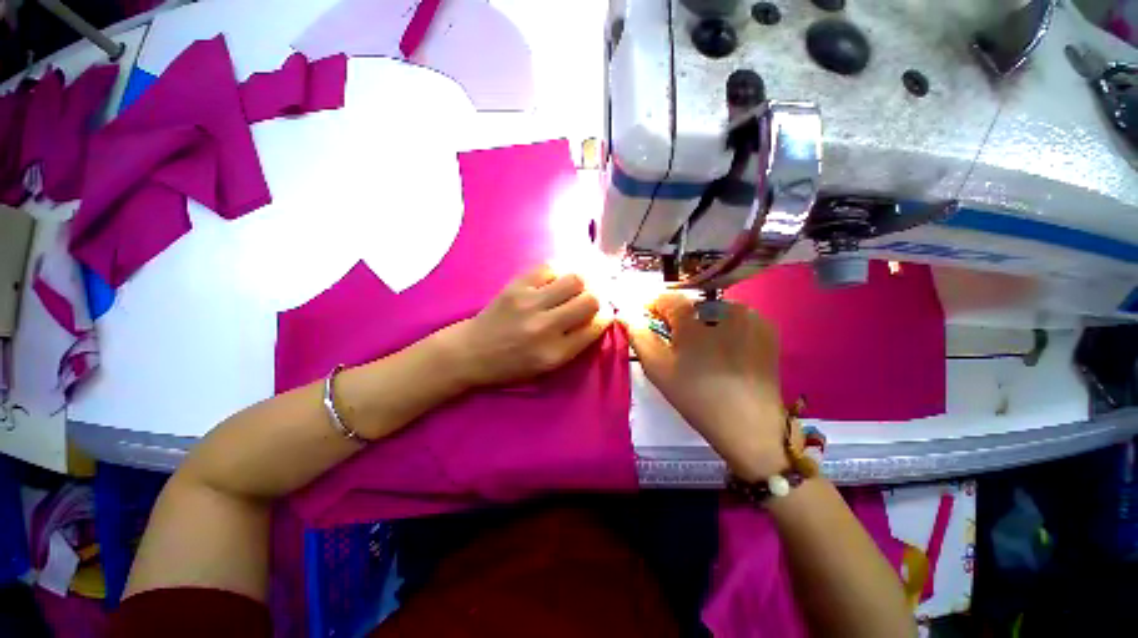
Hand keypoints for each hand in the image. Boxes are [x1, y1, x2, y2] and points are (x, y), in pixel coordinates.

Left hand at [436, 265, 612, 387]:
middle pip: (590, 300)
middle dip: (597, 298)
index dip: (606, 317)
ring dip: (580, 283)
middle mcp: (545, 327)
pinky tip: (553, 281)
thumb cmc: (512, 364)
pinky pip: (549, 268)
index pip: (595, 327)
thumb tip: (598, 315)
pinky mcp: (516, 286)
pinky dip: (557, 273)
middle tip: (590, 299)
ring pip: (574, 279)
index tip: (605, 313)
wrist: (472, 351)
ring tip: (573, 288)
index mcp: (555, 353)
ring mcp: (529, 302)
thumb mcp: (547, 366)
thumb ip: (575, 343)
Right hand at [627, 293, 790, 480]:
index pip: (667, 298)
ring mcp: (751, 318)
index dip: (653, 307)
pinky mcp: (767, 331)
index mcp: (696, 317)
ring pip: (714, 312)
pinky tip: (724, 353)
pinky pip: (735, 321)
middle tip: (675, 344)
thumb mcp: (658, 367)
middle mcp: (726, 307)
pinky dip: (724, 330)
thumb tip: (626, 313)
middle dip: (679, 319)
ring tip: (701, 351)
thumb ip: (638, 335)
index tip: (647, 321)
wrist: (750, 426)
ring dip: (703, 324)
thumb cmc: (696, 395)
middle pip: (691, 305)